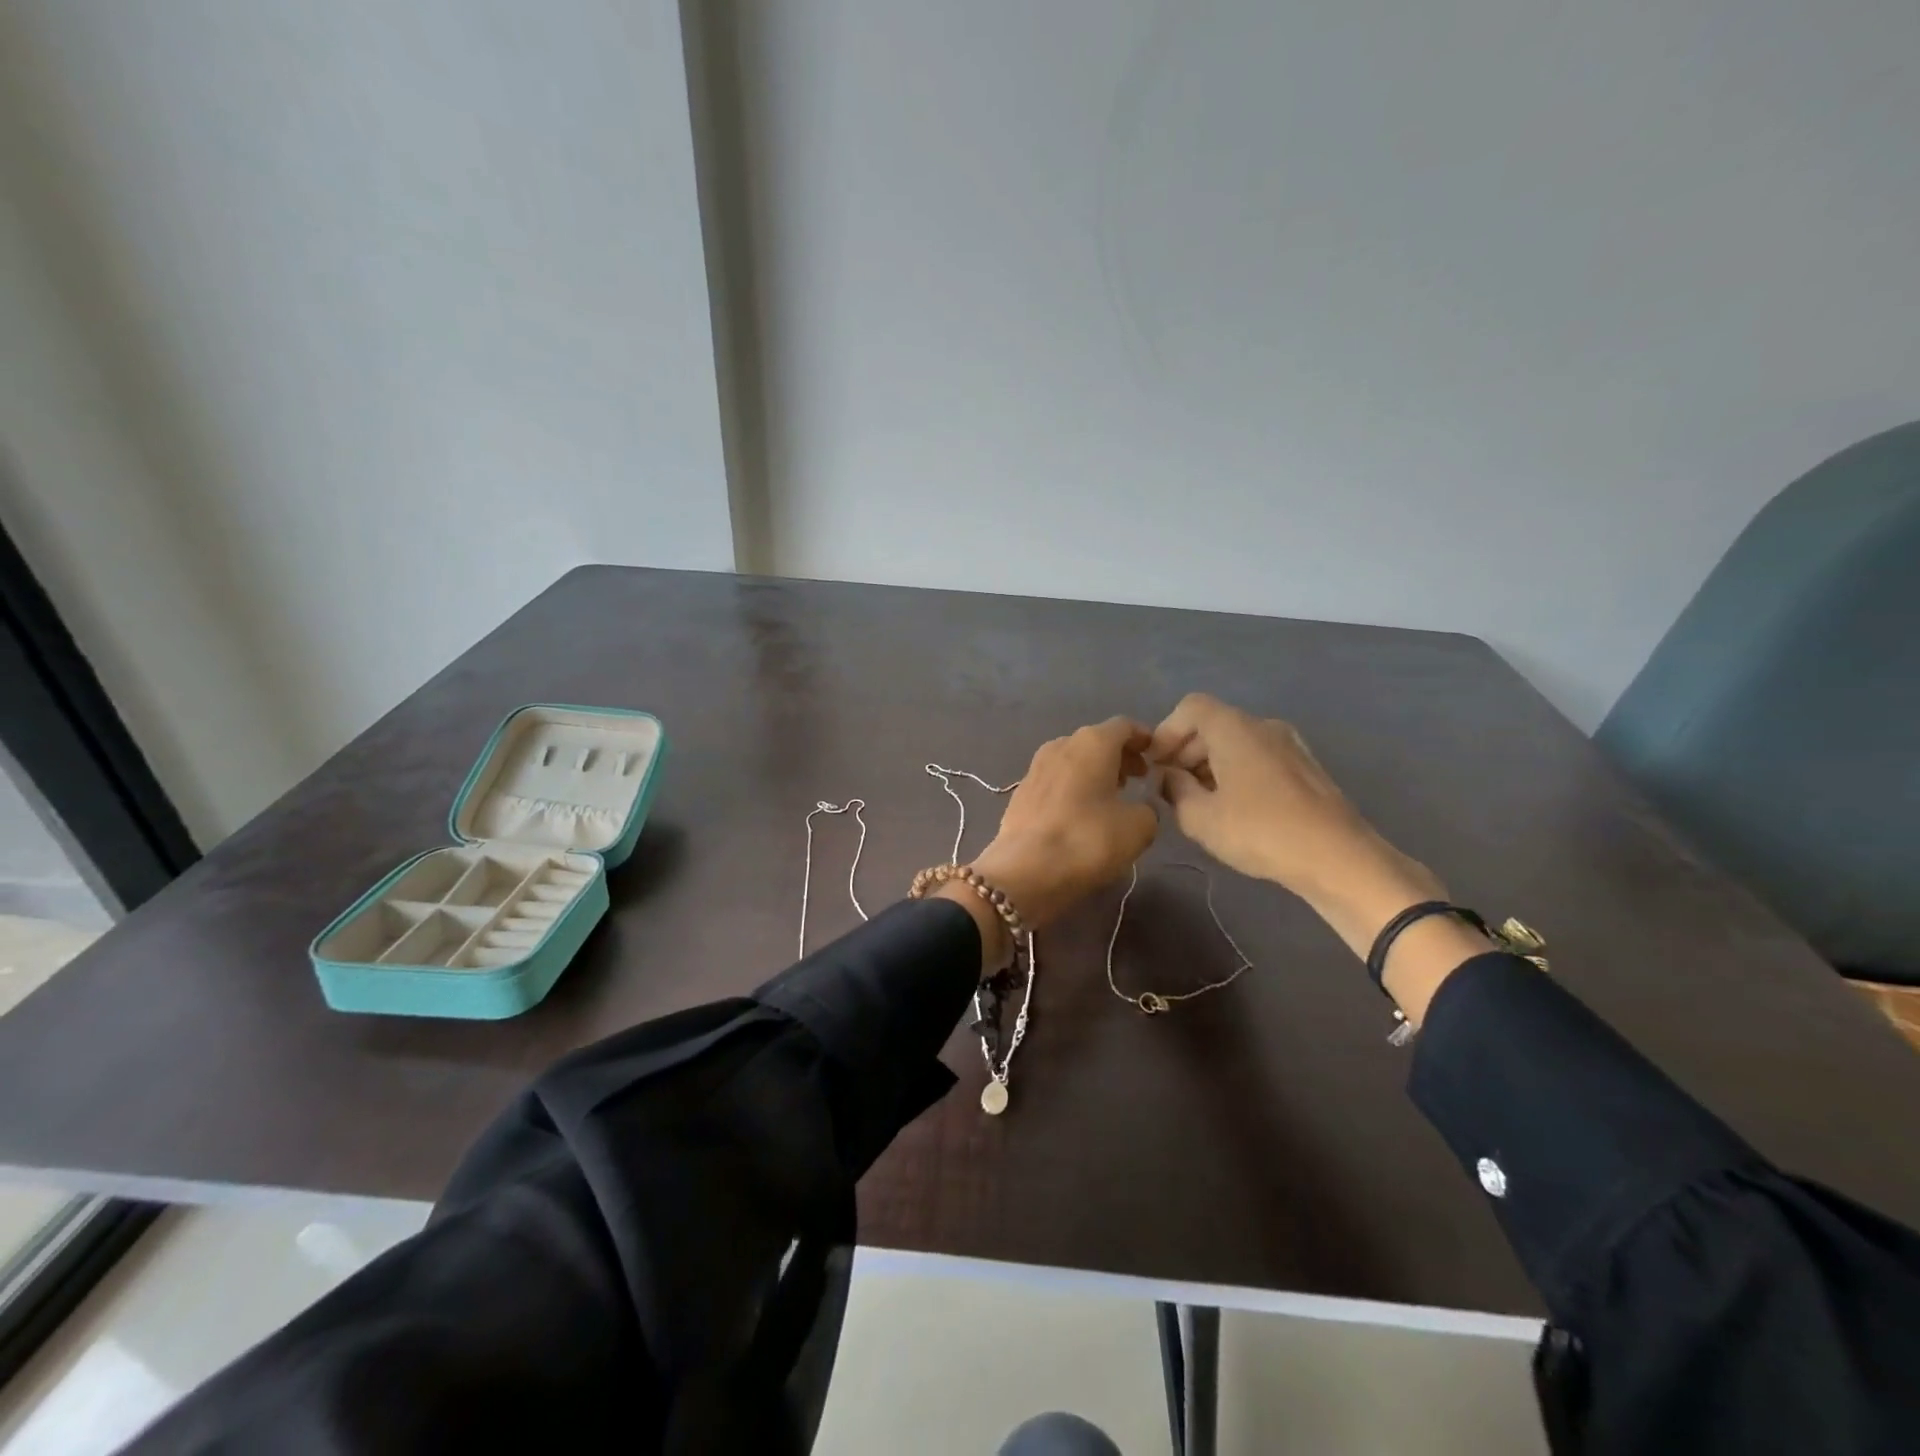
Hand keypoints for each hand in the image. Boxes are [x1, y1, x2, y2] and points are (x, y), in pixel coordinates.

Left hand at [965, 718, 1158, 934]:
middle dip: (1119, 756)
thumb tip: (1140, 808)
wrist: (1024, 871)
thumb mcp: (1139, 828)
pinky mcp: (1021, 792)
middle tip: (1138, 779)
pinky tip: (1081, 813)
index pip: (1124, 726)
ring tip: (1112, 797)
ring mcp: (1036, 767)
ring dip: (1095, 772)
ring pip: (1074, 760)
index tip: (1156, 756)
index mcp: (1092, 743)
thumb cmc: (1087, 840)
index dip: (1144, 738)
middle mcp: (1061, 745)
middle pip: (1097, 741)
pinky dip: (1073, 787)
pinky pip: (1056, 780)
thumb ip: (1148, 809)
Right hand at [1149, 694, 1444, 948]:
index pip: (1190, 708)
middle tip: (1170, 787)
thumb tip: (1168, 776)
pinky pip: (1258, 757)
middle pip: (1213, 724)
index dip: (1166, 732)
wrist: (1338, 857)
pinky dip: (1236, 772)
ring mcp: (1289, 745)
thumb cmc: (1259, 831)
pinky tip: (1233, 809)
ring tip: (1198, 802)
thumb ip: (1174, 789)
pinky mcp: (1305, 768)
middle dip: (1185, 751)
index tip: (1154, 765)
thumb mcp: (1200, 817)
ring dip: (1210, 764)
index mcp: (1234, 728)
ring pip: (1237, 742)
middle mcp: (1263, 726)